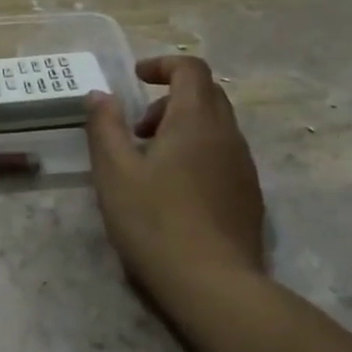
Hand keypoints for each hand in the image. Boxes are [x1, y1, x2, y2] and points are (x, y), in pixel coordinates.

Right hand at [85, 56, 265, 306]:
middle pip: (206, 94)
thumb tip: (100, 94)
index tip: (136, 78)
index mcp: (196, 120)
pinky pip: (224, 155)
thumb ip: (105, 127)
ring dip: (184, 128)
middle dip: (170, 99)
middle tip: (138, 129)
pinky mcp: (250, 196)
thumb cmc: (157, 223)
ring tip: (152, 164)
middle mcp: (227, 134)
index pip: (190, 68)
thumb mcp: (115, 173)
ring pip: (216, 126)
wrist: (216, 287)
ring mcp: (244, 166)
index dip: (163, 64)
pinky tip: (177, 192)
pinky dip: (199, 153)